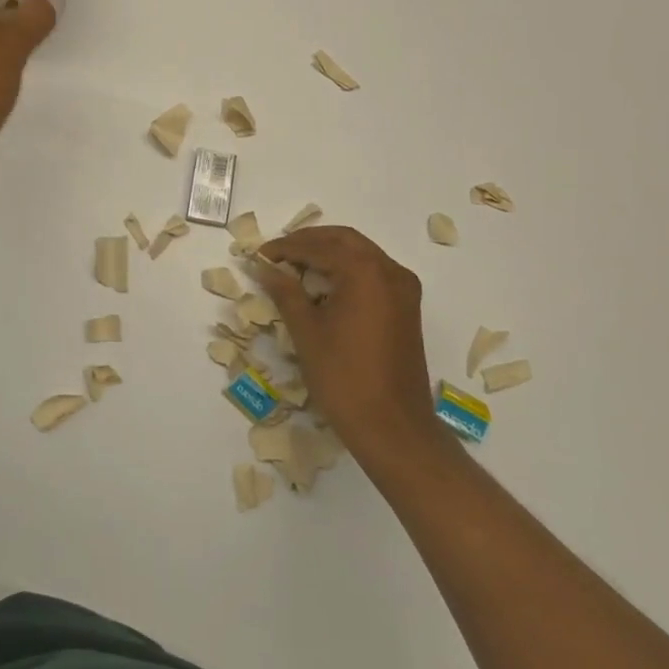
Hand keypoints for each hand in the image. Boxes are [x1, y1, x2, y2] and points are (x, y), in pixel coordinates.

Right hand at [256, 227, 443, 466]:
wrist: (394, 428)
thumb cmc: (344, 377)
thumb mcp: (307, 331)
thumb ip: (285, 292)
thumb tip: (265, 268)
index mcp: (365, 271)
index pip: (319, 247)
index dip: (286, 248)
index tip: (260, 255)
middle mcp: (390, 271)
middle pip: (345, 240)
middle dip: (310, 242)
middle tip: (279, 253)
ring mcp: (404, 289)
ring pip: (362, 254)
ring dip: (330, 253)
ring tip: (297, 266)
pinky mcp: (408, 308)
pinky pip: (375, 273)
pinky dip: (349, 270)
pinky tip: (326, 286)